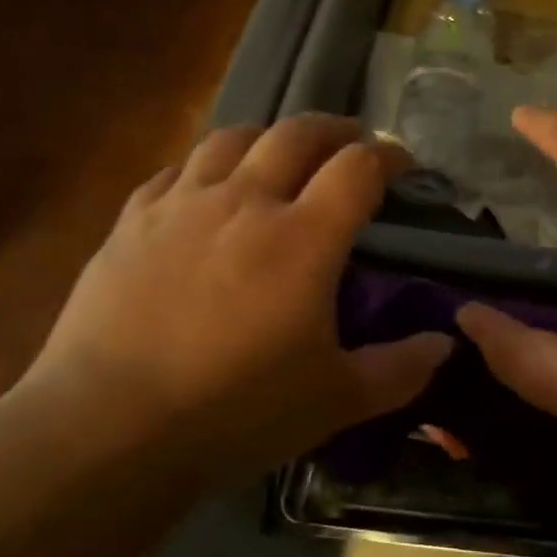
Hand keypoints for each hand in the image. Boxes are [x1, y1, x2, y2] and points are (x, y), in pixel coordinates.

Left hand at [26, 115, 451, 487]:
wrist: (110, 427)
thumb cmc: (236, 412)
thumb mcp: (336, 401)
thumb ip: (400, 369)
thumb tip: (446, 342)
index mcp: (303, 237)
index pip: (358, 167)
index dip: (388, 156)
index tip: (401, 165)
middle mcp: (245, 201)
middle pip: (296, 133)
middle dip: (333, 129)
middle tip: (349, 143)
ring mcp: (182, 205)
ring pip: (232, 138)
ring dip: (267, 137)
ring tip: (278, 155)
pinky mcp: (132, 221)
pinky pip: (174, 171)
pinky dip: (203, 168)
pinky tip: (203, 190)